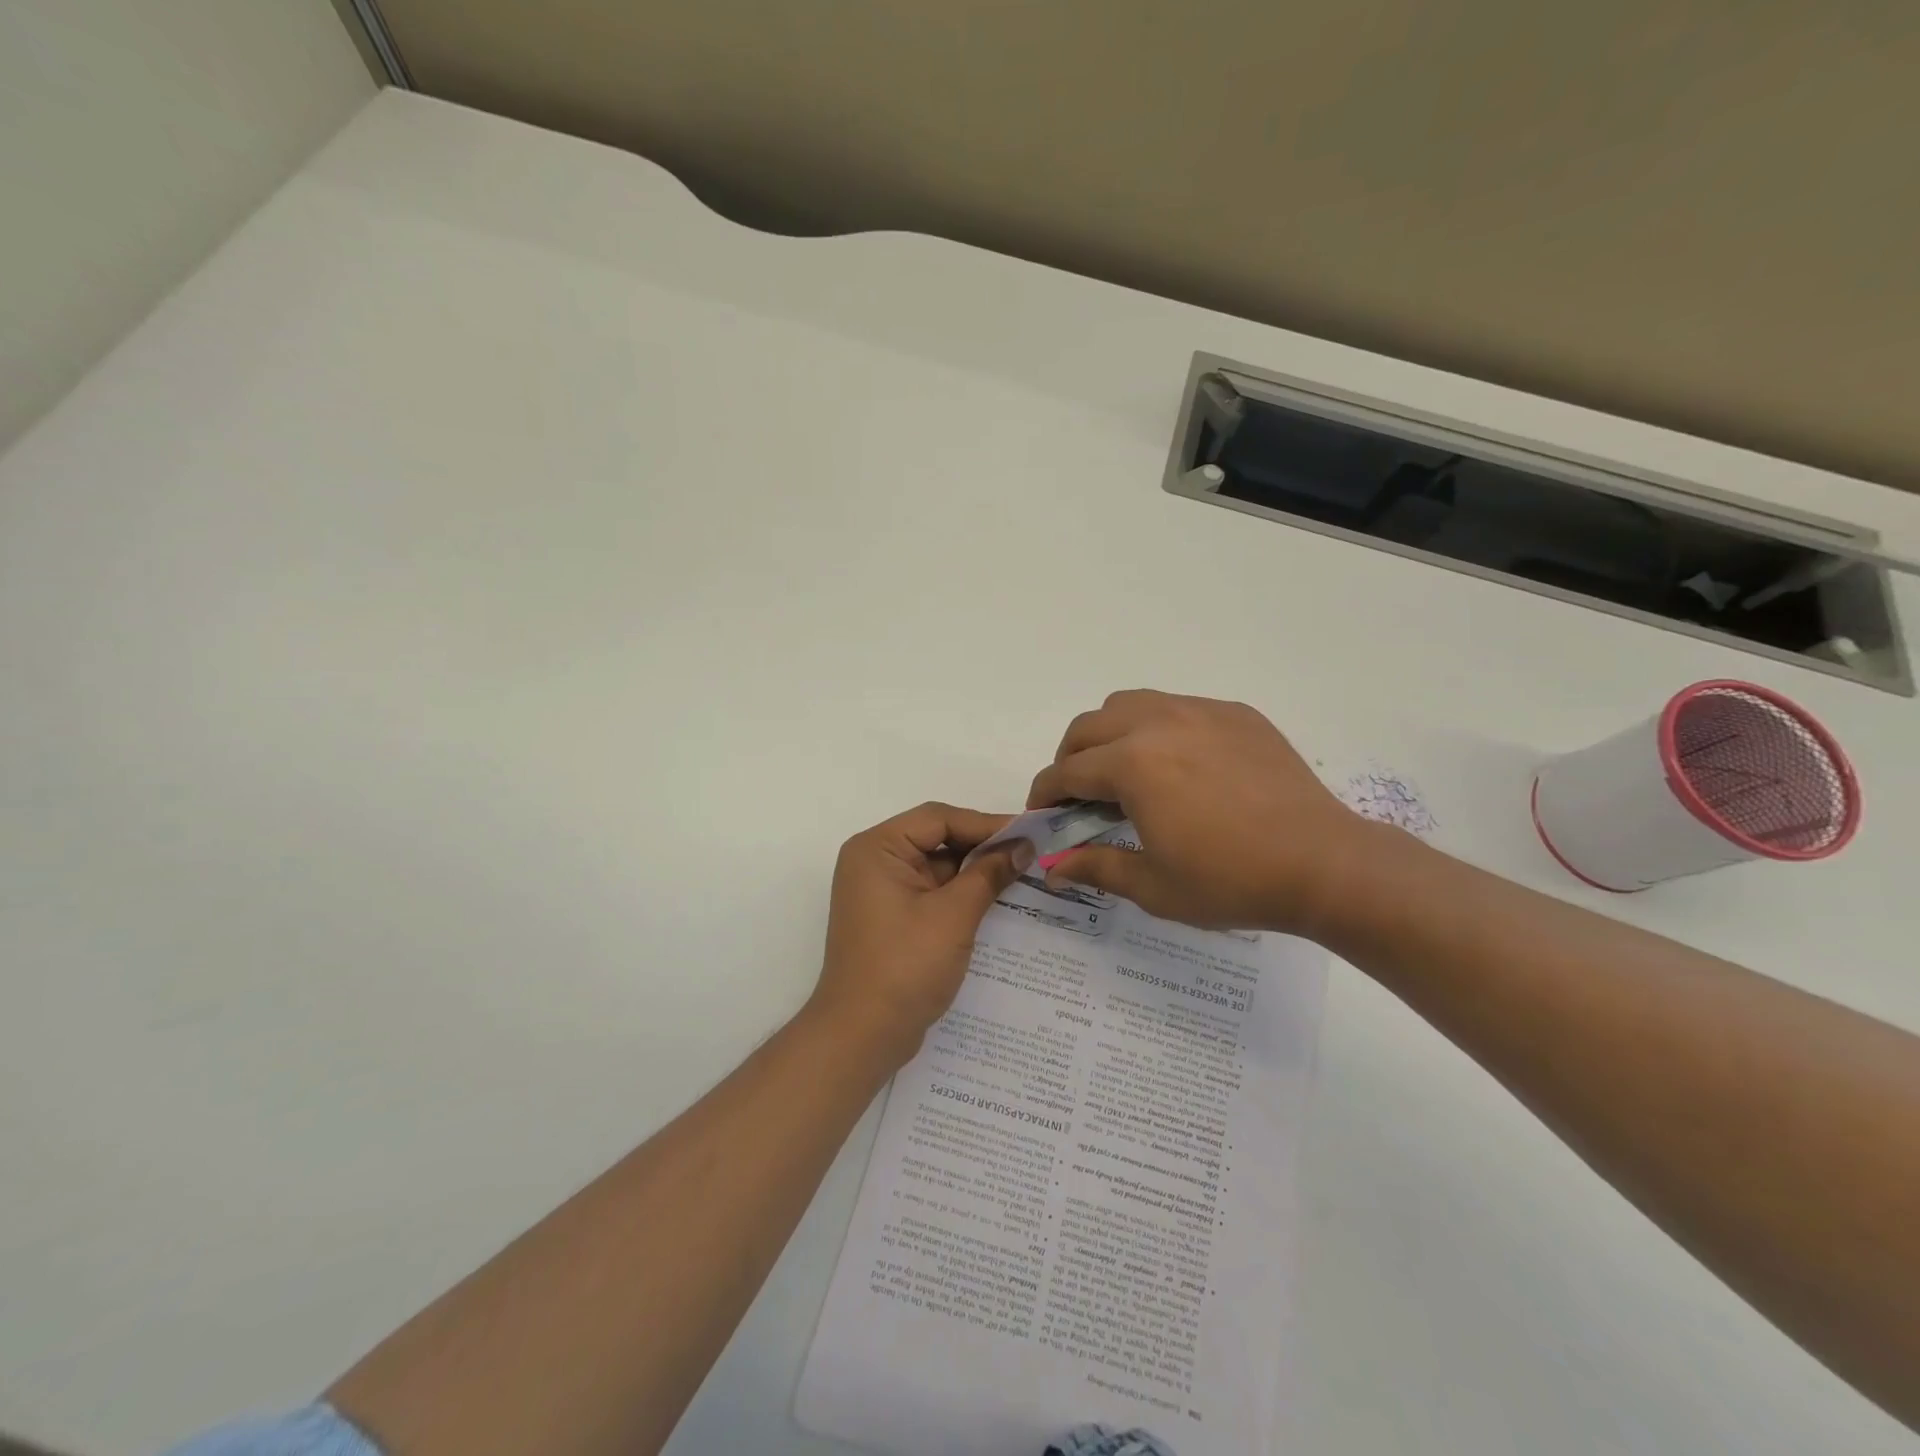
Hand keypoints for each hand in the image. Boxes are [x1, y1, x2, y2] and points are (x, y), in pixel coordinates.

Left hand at [811, 802, 1033, 1065]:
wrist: (862, 1036)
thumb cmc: (904, 966)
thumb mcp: (954, 915)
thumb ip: (989, 874)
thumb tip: (1023, 846)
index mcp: (877, 849)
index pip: (938, 819)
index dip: (986, 823)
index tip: (1029, 831)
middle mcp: (874, 862)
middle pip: (936, 839)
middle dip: (982, 847)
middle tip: (1031, 852)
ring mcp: (881, 892)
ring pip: (937, 867)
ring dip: (975, 872)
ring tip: (1023, 874)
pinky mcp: (891, 918)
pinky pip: (932, 892)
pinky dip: (961, 895)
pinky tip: (998, 900)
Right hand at [1026, 690, 1371, 934]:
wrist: (1324, 864)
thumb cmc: (1232, 881)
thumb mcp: (1155, 886)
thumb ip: (1096, 867)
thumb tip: (1052, 869)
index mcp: (1133, 764)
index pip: (1067, 770)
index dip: (1045, 793)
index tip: (1042, 813)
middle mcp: (1159, 723)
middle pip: (1089, 726)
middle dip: (1070, 758)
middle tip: (1078, 794)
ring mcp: (1201, 712)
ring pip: (1131, 703)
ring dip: (1110, 733)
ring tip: (1124, 771)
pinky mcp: (1236, 714)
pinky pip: (1177, 707)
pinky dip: (1158, 728)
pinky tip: (1179, 765)